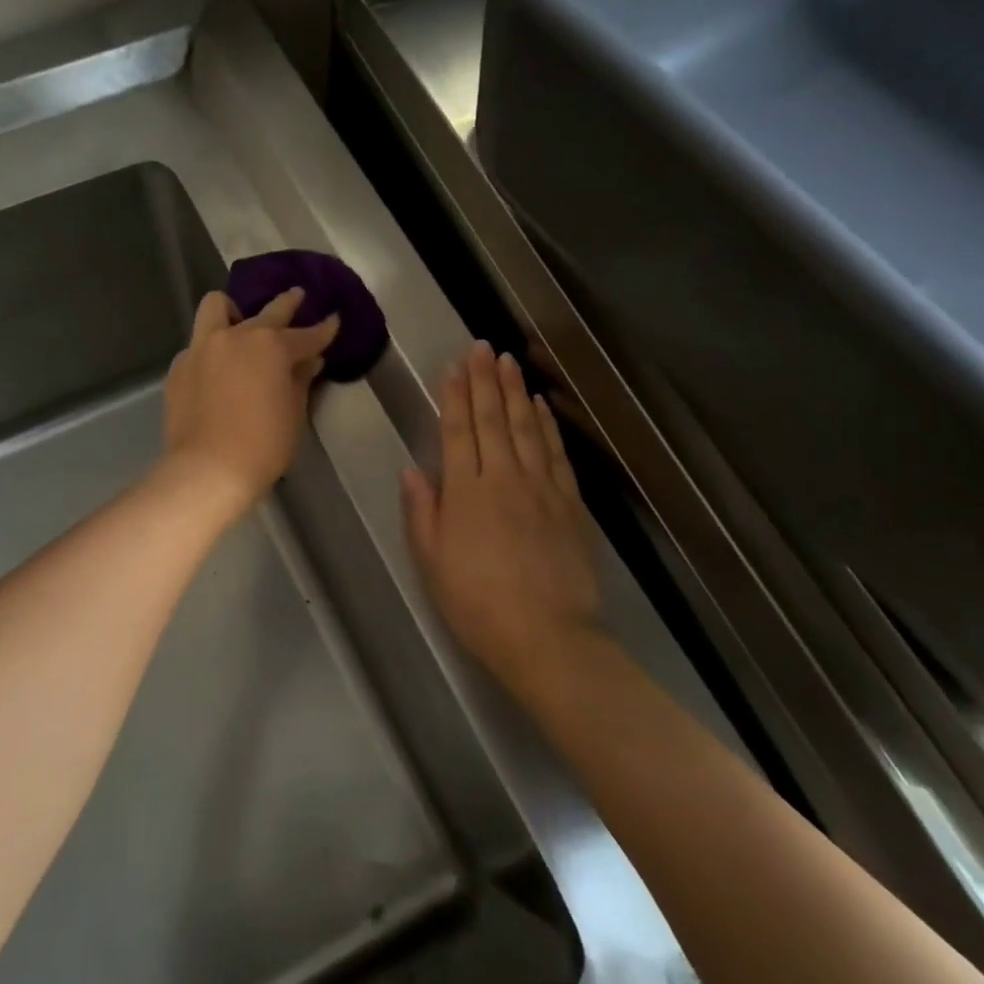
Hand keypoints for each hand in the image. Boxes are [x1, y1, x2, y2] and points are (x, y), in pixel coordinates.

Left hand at [162, 287, 339, 518]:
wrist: (207, 470)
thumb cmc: (262, 446)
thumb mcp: (293, 414)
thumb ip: (300, 380)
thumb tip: (308, 361)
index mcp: (270, 346)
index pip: (306, 335)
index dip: (323, 330)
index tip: (333, 321)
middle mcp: (235, 336)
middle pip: (267, 312)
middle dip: (287, 304)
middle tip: (297, 297)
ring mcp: (202, 348)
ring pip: (216, 307)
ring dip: (233, 311)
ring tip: (239, 323)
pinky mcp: (179, 367)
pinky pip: (198, 344)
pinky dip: (212, 349)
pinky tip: (217, 370)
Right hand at [402, 342, 599, 693]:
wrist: (546, 636)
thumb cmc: (477, 603)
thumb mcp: (432, 562)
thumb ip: (422, 512)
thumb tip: (414, 469)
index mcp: (466, 492)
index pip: (458, 432)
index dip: (456, 396)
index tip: (455, 366)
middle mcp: (503, 478)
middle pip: (493, 420)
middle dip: (486, 381)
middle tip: (483, 347)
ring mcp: (541, 487)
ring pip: (526, 428)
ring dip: (516, 392)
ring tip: (509, 361)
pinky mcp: (570, 503)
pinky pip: (556, 453)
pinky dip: (548, 425)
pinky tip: (541, 406)